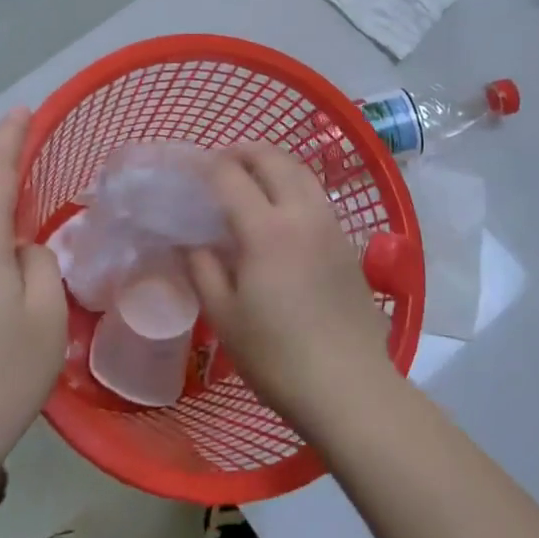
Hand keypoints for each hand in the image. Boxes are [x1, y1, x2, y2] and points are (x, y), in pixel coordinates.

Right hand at [186, 142, 395, 429]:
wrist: (347, 385)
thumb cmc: (276, 356)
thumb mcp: (225, 316)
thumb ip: (203, 269)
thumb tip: (190, 242)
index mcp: (266, 230)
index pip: (231, 177)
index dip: (208, 167)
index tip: (191, 172)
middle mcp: (302, 214)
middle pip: (274, 160)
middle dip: (244, 152)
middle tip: (221, 163)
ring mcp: (331, 226)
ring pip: (302, 172)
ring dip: (274, 163)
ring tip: (252, 177)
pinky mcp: (348, 243)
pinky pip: (318, 196)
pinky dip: (295, 185)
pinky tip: (283, 210)